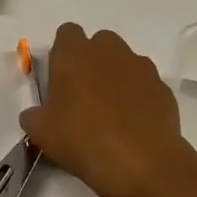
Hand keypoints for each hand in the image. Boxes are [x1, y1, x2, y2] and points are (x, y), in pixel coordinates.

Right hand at [19, 24, 196, 196]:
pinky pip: (145, 84)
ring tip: (112, 113)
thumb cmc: (82, 139)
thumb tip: (35, 115)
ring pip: (125, 61)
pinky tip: (134, 124)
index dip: (63, 53)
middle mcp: (109, 51)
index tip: (61, 79)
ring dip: (117, 77)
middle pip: (99, 42)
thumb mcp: (42, 133)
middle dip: (92, 61)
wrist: (141, 163)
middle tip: (84, 95)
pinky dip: (139, 96)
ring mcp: (140, 67)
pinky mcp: (162, 87)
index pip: (67, 33)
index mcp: (74, 54)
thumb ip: (34, 116)